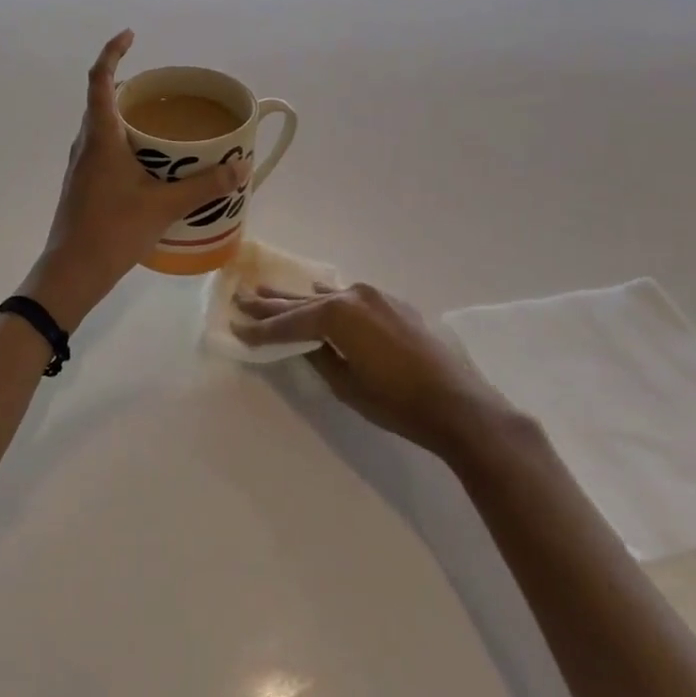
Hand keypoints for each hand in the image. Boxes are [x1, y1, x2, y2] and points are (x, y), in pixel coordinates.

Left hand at [26, 31, 248, 329]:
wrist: (71, 271)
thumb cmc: (113, 230)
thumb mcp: (164, 206)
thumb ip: (205, 186)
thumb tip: (242, 168)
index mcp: (100, 136)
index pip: (101, 79)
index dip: (113, 52)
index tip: (130, 35)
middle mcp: (86, 143)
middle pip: (101, 99)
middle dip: (128, 84)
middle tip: (161, 86)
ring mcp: (81, 164)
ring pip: (102, 125)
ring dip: (126, 114)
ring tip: (160, 119)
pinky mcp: (83, 182)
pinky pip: (103, 146)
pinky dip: (124, 140)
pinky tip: (148, 160)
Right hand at [232, 282, 515, 455]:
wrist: (460, 405)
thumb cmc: (398, 403)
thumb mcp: (347, 386)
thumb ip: (320, 357)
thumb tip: (305, 344)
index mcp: (337, 315)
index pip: (289, 324)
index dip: (260, 329)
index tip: (235, 328)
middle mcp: (352, 296)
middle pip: (302, 302)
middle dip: (270, 304)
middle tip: (240, 297)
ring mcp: (375, 296)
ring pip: (325, 296)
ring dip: (297, 299)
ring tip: (265, 291)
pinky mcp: (393, 305)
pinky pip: (350, 298)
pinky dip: (329, 299)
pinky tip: (316, 294)